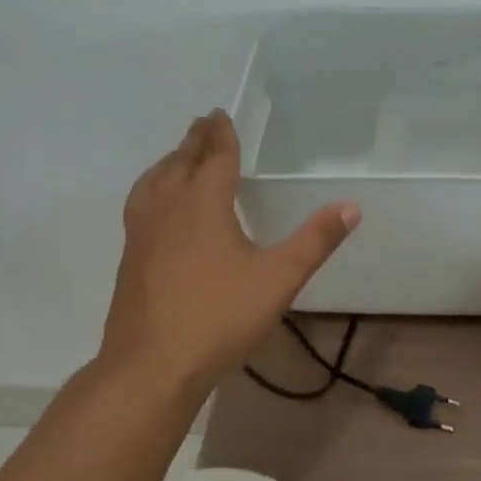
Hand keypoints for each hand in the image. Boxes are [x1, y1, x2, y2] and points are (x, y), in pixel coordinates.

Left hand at [99, 110, 359, 398]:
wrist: (152, 366)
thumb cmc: (219, 317)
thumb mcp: (279, 279)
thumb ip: (315, 241)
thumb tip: (351, 206)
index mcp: (203, 204)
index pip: (214, 157)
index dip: (221, 135)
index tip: (219, 114)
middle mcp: (167, 209)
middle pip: (179, 163)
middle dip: (194, 141)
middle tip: (202, 124)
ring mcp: (142, 234)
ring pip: (152, 183)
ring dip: (168, 163)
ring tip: (177, 158)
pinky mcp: (130, 259)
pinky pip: (140, 205)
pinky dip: (152, 190)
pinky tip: (158, 211)